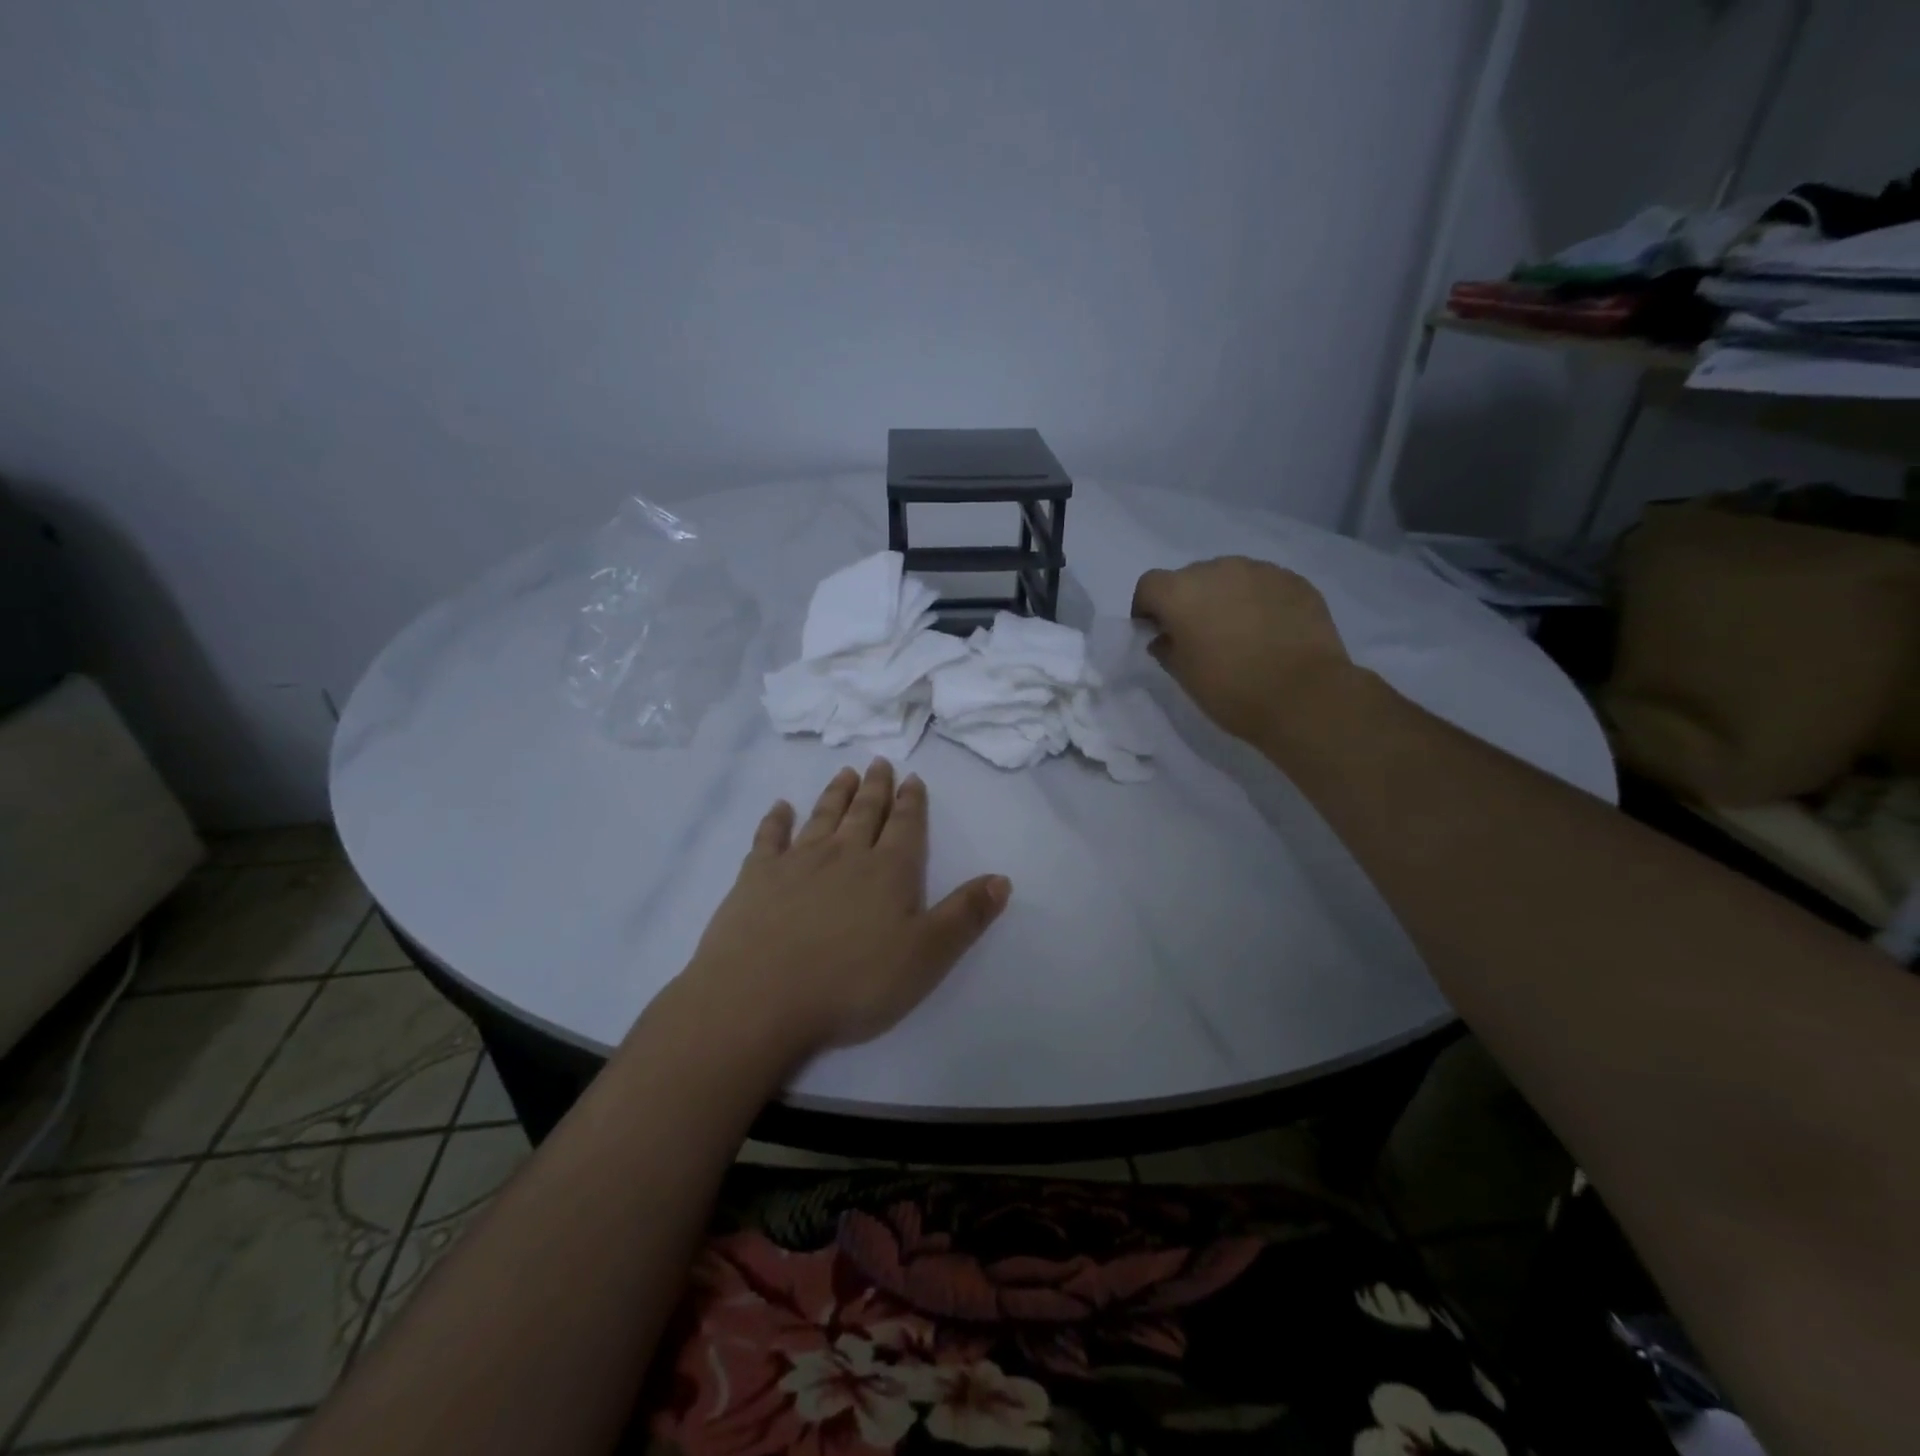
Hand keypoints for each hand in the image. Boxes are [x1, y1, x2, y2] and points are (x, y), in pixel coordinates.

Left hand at [680, 760, 1010, 1057]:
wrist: (760, 998)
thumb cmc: (853, 983)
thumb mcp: (926, 956)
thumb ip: (965, 915)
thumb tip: (1001, 878)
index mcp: (888, 871)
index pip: (906, 827)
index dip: (912, 802)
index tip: (912, 778)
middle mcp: (845, 855)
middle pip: (865, 813)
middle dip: (876, 788)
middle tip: (879, 762)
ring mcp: (797, 862)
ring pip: (822, 816)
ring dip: (835, 794)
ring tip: (845, 773)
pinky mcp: (756, 877)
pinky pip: (769, 837)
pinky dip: (776, 819)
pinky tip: (780, 807)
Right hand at [1131, 557, 1353, 744]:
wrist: (1303, 696)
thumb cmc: (1230, 689)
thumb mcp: (1183, 675)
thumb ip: (1166, 648)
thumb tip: (1166, 637)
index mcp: (1181, 592)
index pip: (1149, 585)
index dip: (1147, 608)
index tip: (1156, 632)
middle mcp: (1217, 570)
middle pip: (1190, 577)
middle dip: (1188, 601)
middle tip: (1199, 635)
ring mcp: (1259, 570)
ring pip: (1229, 576)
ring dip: (1224, 597)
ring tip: (1238, 631)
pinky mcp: (1293, 580)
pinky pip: (1263, 584)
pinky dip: (1257, 600)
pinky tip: (1268, 630)